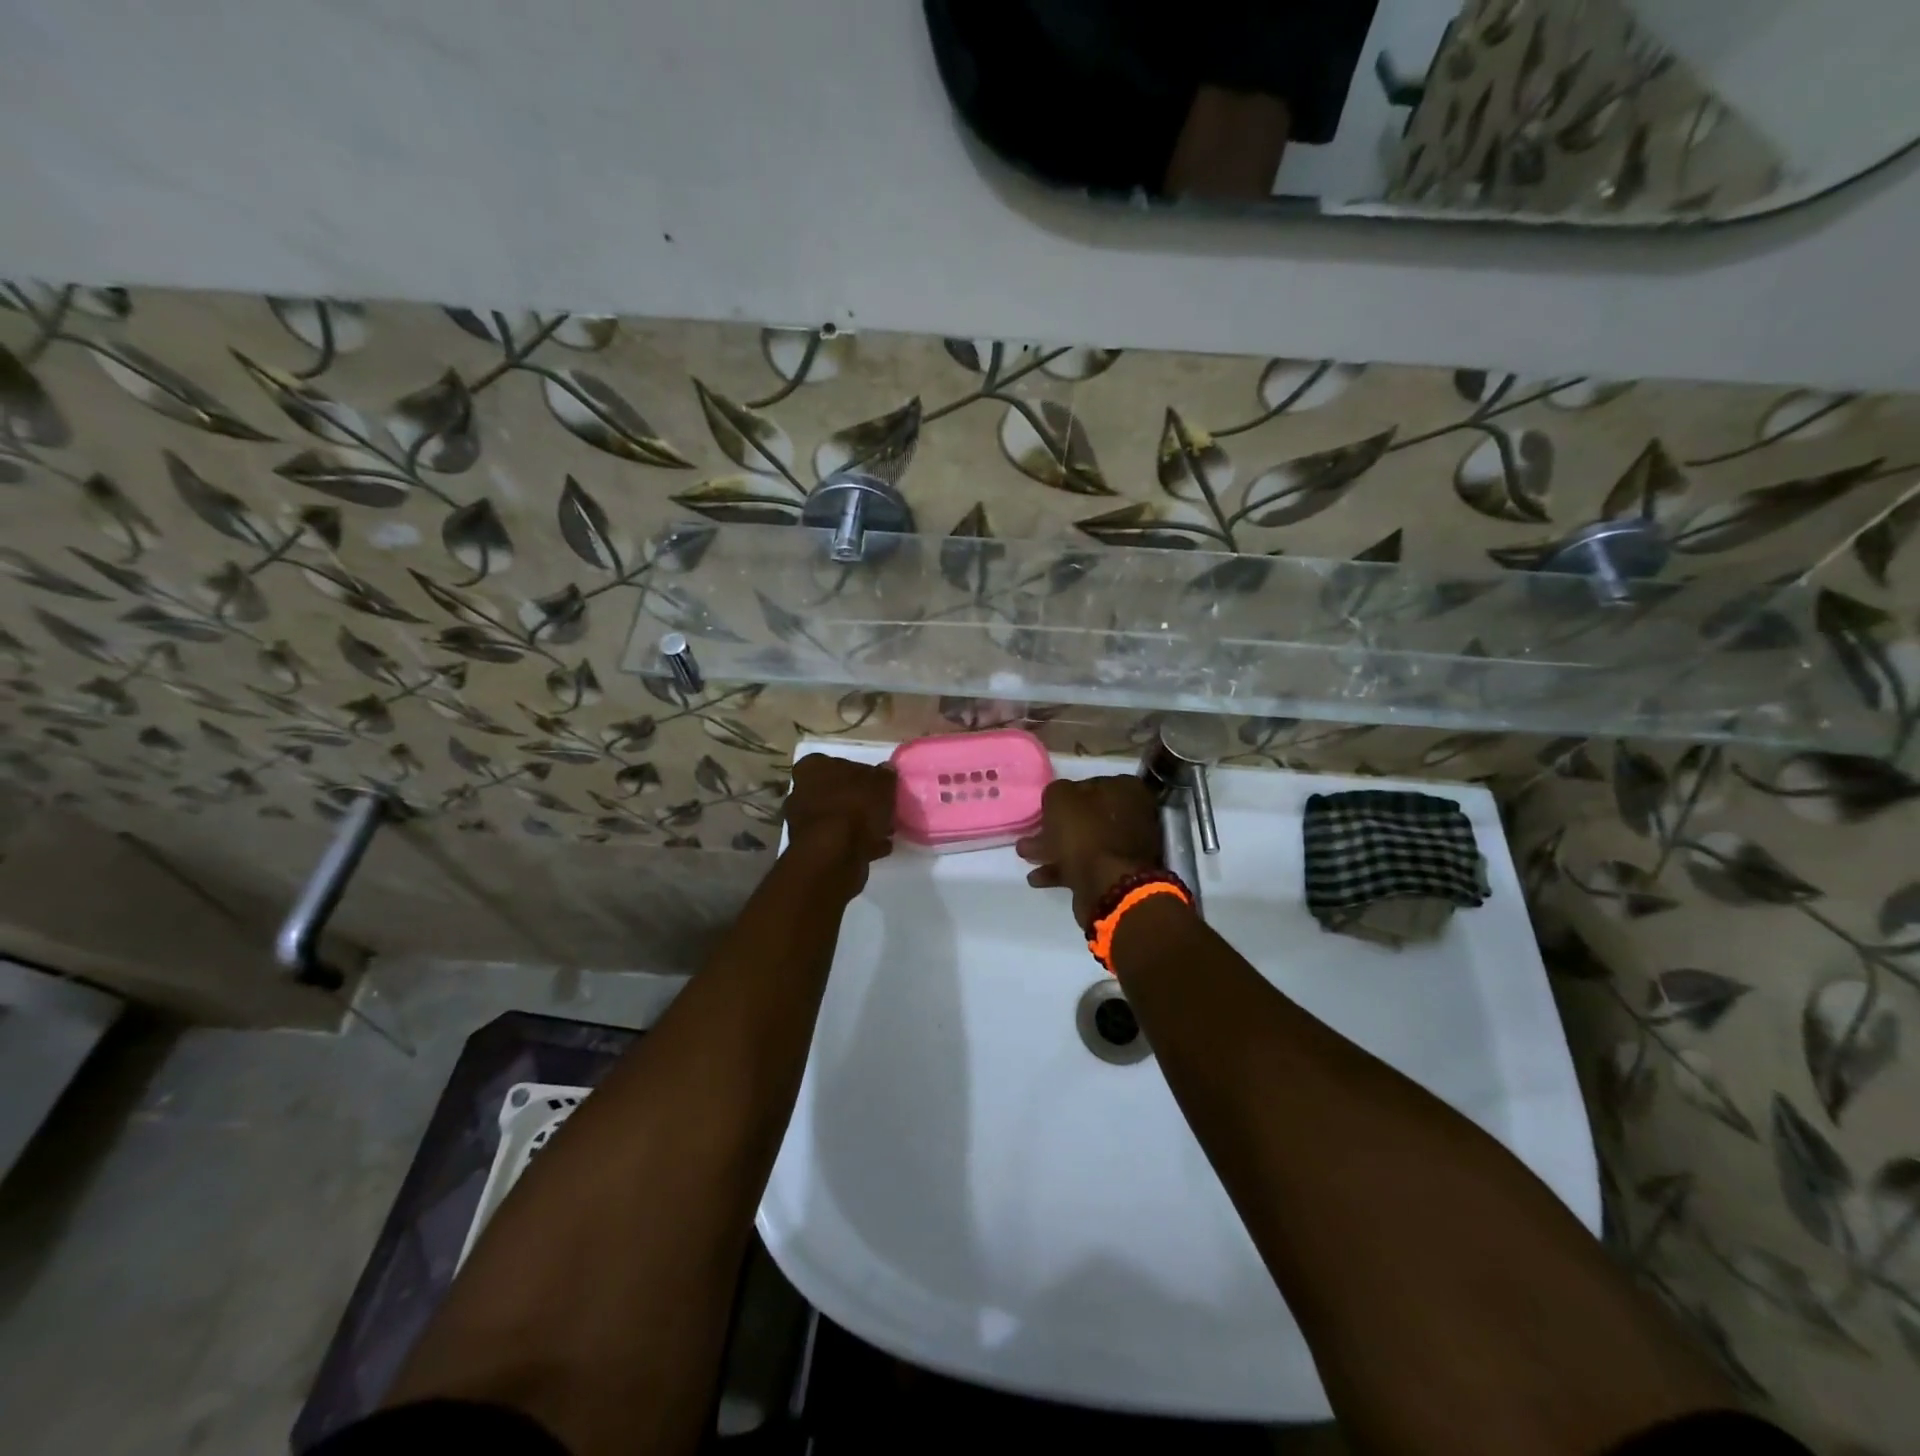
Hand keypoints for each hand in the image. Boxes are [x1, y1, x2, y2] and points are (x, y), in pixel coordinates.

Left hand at [783, 754, 896, 889]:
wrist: (834, 854)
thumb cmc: (855, 807)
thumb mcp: (881, 784)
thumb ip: (884, 775)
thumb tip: (886, 770)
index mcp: (812, 768)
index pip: (836, 764)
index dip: (859, 774)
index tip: (877, 785)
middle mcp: (801, 792)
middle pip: (835, 792)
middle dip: (856, 801)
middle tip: (881, 808)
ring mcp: (803, 822)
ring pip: (837, 818)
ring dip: (857, 824)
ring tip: (884, 831)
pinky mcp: (812, 849)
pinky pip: (839, 841)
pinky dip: (857, 843)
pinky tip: (878, 847)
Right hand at [1016, 776, 1161, 926]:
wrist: (1107, 886)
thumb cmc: (1085, 833)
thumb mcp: (1061, 798)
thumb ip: (1057, 791)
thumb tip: (1060, 797)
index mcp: (1127, 791)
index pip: (1090, 784)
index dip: (1065, 795)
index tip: (1046, 807)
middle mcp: (1134, 816)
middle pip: (1088, 817)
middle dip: (1057, 826)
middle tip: (1032, 831)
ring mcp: (1129, 848)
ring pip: (1085, 843)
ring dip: (1054, 849)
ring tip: (1026, 855)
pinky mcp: (1119, 875)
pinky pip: (1087, 866)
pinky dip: (1063, 869)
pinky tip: (1038, 877)